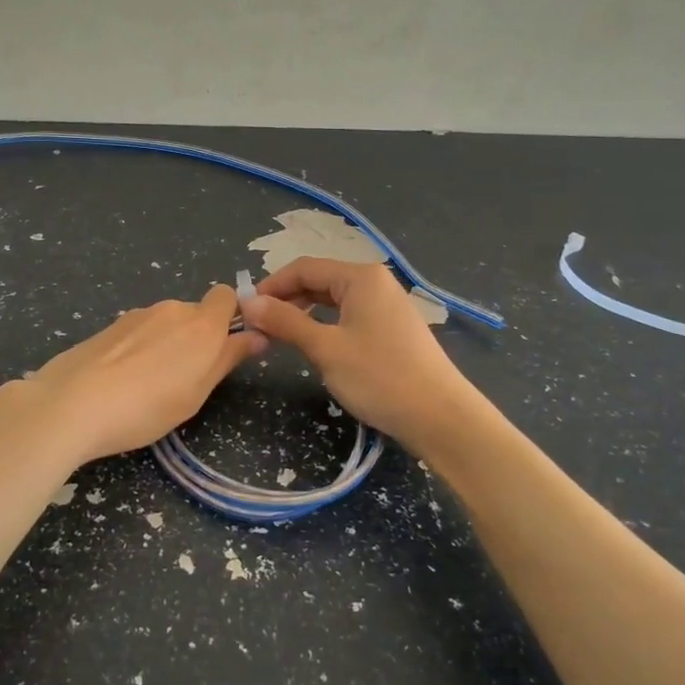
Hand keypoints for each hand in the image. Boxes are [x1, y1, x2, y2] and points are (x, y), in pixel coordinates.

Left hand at [8, 284, 267, 462]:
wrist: (72, 404)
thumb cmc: (147, 406)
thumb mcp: (197, 392)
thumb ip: (228, 358)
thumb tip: (257, 335)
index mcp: (201, 323)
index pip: (226, 296)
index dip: (230, 316)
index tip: (225, 346)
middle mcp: (171, 309)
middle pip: (194, 314)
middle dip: (194, 338)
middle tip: (184, 380)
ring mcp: (135, 315)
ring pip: (163, 324)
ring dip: (164, 345)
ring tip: (146, 386)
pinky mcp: (108, 327)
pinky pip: (136, 333)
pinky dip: (137, 350)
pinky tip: (120, 382)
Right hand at [238, 257, 484, 453]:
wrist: (440, 417)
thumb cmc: (379, 377)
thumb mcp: (325, 348)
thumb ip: (285, 322)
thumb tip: (248, 303)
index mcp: (360, 277)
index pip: (303, 268)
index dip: (271, 286)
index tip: (245, 310)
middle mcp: (375, 282)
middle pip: (319, 280)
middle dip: (286, 299)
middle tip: (258, 325)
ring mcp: (387, 305)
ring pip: (334, 299)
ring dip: (304, 312)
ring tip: (279, 335)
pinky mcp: (392, 328)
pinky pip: (349, 315)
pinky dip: (325, 324)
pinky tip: (314, 343)